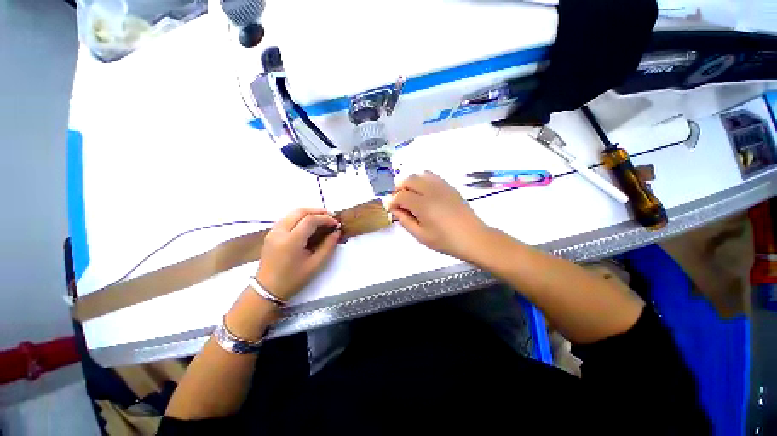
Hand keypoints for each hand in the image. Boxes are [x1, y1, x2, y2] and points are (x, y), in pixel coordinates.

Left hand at [256, 208, 340, 300]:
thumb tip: (336, 232)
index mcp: (291, 241)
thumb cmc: (293, 279)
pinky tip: (309, 223)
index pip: (310, 220)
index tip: (336, 224)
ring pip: (293, 212)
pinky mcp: (271, 233)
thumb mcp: (315, 265)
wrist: (267, 289)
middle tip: (331, 216)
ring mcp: (273, 231)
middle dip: (318, 211)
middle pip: (300, 211)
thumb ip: (328, 246)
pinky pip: (288, 218)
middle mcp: (280, 232)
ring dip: (309, 212)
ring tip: (323, 218)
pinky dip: (301, 217)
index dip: (325, 219)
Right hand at [388, 171, 490, 261]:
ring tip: (411, 195)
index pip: (401, 196)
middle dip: (399, 188)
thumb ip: (405, 220)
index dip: (392, 201)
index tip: (390, 208)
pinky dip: (423, 181)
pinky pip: (432, 176)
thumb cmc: (445, 241)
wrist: (473, 238)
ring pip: (420, 174)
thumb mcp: (421, 235)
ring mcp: (442, 186)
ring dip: (411, 182)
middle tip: (399, 201)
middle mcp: (431, 191)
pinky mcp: (449, 187)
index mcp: (423, 205)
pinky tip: (424, 193)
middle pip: (409, 180)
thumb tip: (395, 209)